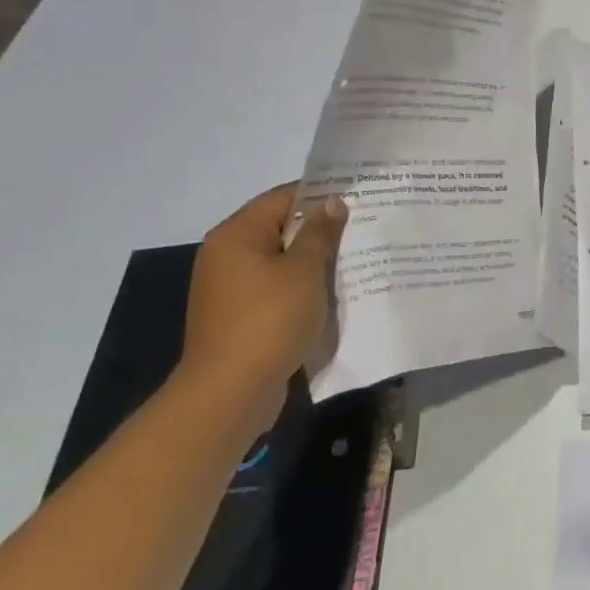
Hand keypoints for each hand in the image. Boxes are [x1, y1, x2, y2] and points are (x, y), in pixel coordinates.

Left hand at [180, 185, 347, 430]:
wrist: (229, 394)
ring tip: (354, 259)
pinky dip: (300, 288)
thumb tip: (332, 202)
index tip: (357, 198)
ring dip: (312, 262)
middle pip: (281, 228)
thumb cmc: (269, 320)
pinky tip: (331, 294)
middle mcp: (226, 256)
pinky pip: (275, 289)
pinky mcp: (238, 317)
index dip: (321, 195)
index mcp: (236, 235)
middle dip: (320, 230)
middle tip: (363, 227)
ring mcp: (229, 289)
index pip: (283, 198)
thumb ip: (320, 232)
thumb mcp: (304, 270)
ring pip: (280, 261)